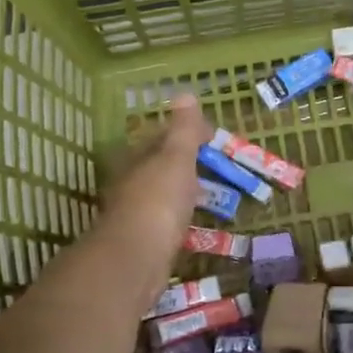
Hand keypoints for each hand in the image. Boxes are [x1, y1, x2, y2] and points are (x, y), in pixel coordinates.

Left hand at [92, 95, 209, 290]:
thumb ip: (183, 130)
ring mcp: (138, 214)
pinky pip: (169, 221)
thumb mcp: (175, 159)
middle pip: (162, 166)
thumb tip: (184, 92)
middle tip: (219, 166)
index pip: (163, 137)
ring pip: (165, 194)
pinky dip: (184, 217)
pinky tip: (199, 224)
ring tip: (216, 194)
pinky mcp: (146, 241)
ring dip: (186, 191)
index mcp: (138, 159)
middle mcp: (133, 183)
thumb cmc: (157, 202)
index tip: (215, 137)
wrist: (136, 260)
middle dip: (187, 163)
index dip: (188, 133)